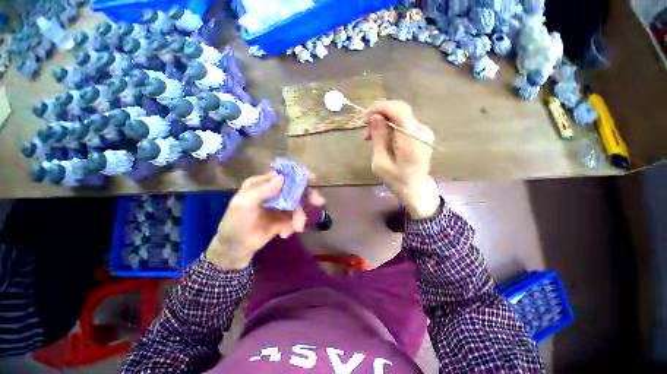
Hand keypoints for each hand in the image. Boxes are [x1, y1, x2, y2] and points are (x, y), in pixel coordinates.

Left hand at [206, 172, 310, 269]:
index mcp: (263, 184)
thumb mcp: (244, 204)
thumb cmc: (236, 222)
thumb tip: (282, 177)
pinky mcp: (285, 219)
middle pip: (295, 189)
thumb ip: (262, 190)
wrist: (236, 248)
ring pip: (298, 205)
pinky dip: (294, 226)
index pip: (283, 175)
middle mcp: (275, 193)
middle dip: (308, 196)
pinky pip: (295, 219)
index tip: (311, 178)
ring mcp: (281, 206)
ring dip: (300, 216)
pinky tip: (284, 234)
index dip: (298, 175)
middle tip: (318, 201)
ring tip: (298, 227)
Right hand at [365, 100, 439, 219]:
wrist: (415, 188)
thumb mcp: (381, 161)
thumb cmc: (396, 179)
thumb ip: (379, 138)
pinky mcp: (422, 134)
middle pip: (400, 110)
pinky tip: (384, 139)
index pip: (399, 110)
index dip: (381, 107)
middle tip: (366, 131)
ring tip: (371, 137)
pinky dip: (391, 127)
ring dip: (384, 122)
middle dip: (380, 115)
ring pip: (401, 116)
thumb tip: (375, 116)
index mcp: (411, 139)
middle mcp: (421, 131)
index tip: (365, 115)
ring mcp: (424, 131)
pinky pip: (404, 123)